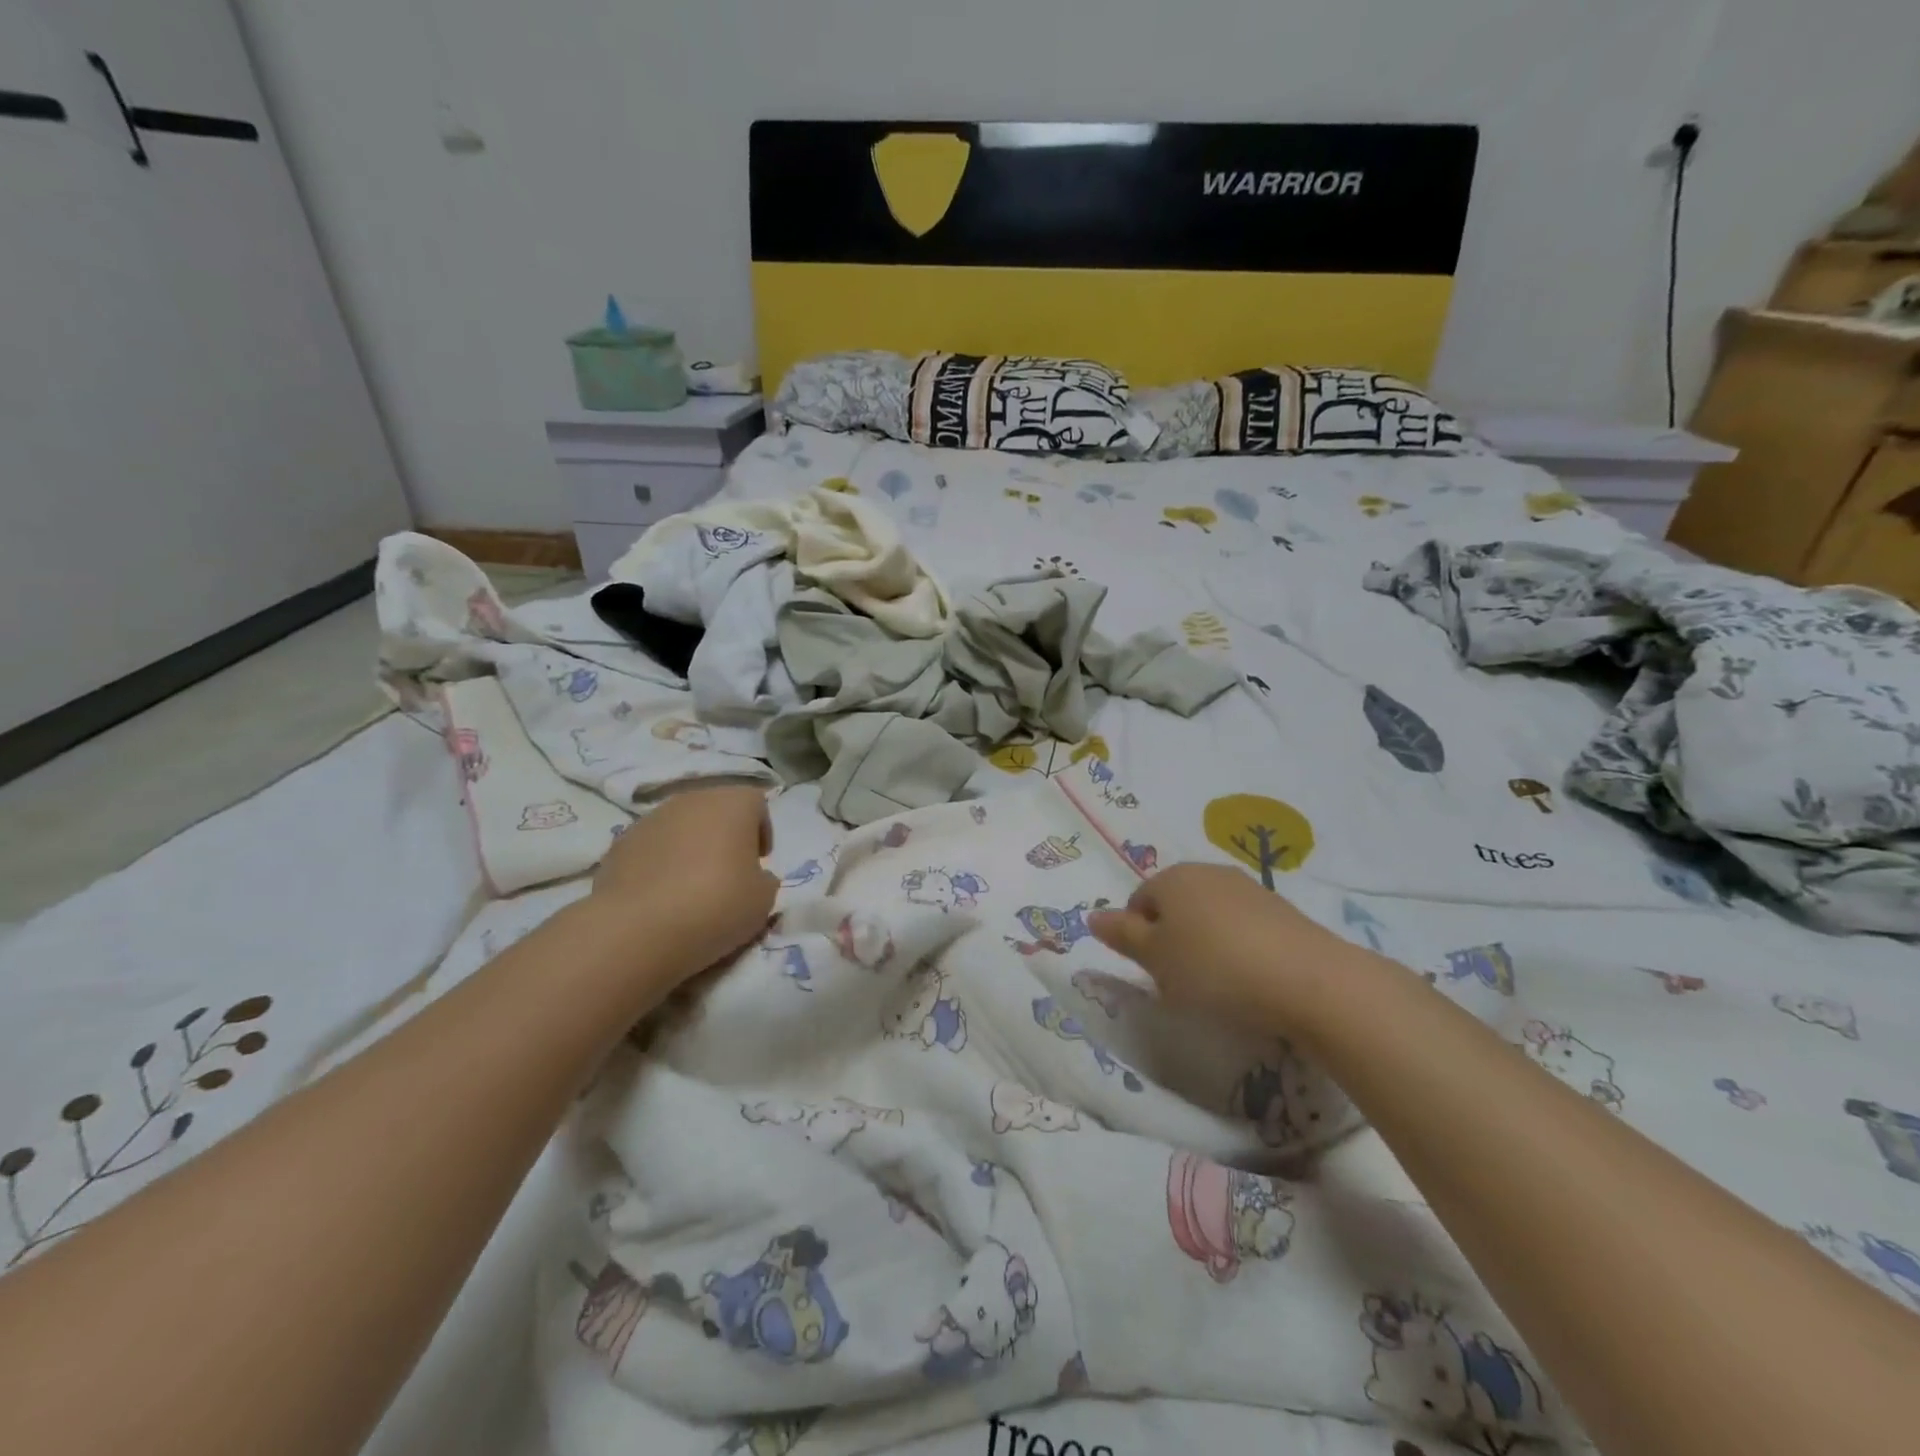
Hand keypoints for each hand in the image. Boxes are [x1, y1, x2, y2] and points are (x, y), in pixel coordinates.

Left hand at [592, 785, 778, 979]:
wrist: (638, 929)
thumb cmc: (716, 904)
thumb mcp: (764, 899)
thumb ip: (764, 879)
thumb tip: (753, 876)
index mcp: (732, 803)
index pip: (756, 804)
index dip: (761, 831)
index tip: (759, 862)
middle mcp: (691, 800)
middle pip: (715, 810)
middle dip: (724, 836)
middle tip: (728, 873)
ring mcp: (650, 819)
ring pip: (680, 827)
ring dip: (690, 848)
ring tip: (691, 887)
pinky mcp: (618, 844)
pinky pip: (651, 848)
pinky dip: (659, 865)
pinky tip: (660, 897)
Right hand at [1088, 863, 1357, 1027]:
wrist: (1308, 981)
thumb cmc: (1214, 969)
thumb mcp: (1155, 959)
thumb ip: (1122, 935)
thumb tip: (1093, 916)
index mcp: (1171, 877)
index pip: (1138, 902)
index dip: (1139, 938)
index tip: (1154, 972)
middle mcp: (1207, 871)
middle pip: (1174, 905)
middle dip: (1171, 938)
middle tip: (1180, 979)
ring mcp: (1248, 888)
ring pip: (1209, 915)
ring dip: (1205, 943)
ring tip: (1217, 983)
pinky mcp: (1281, 910)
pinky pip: (1242, 926)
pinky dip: (1237, 947)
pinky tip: (1248, 977)